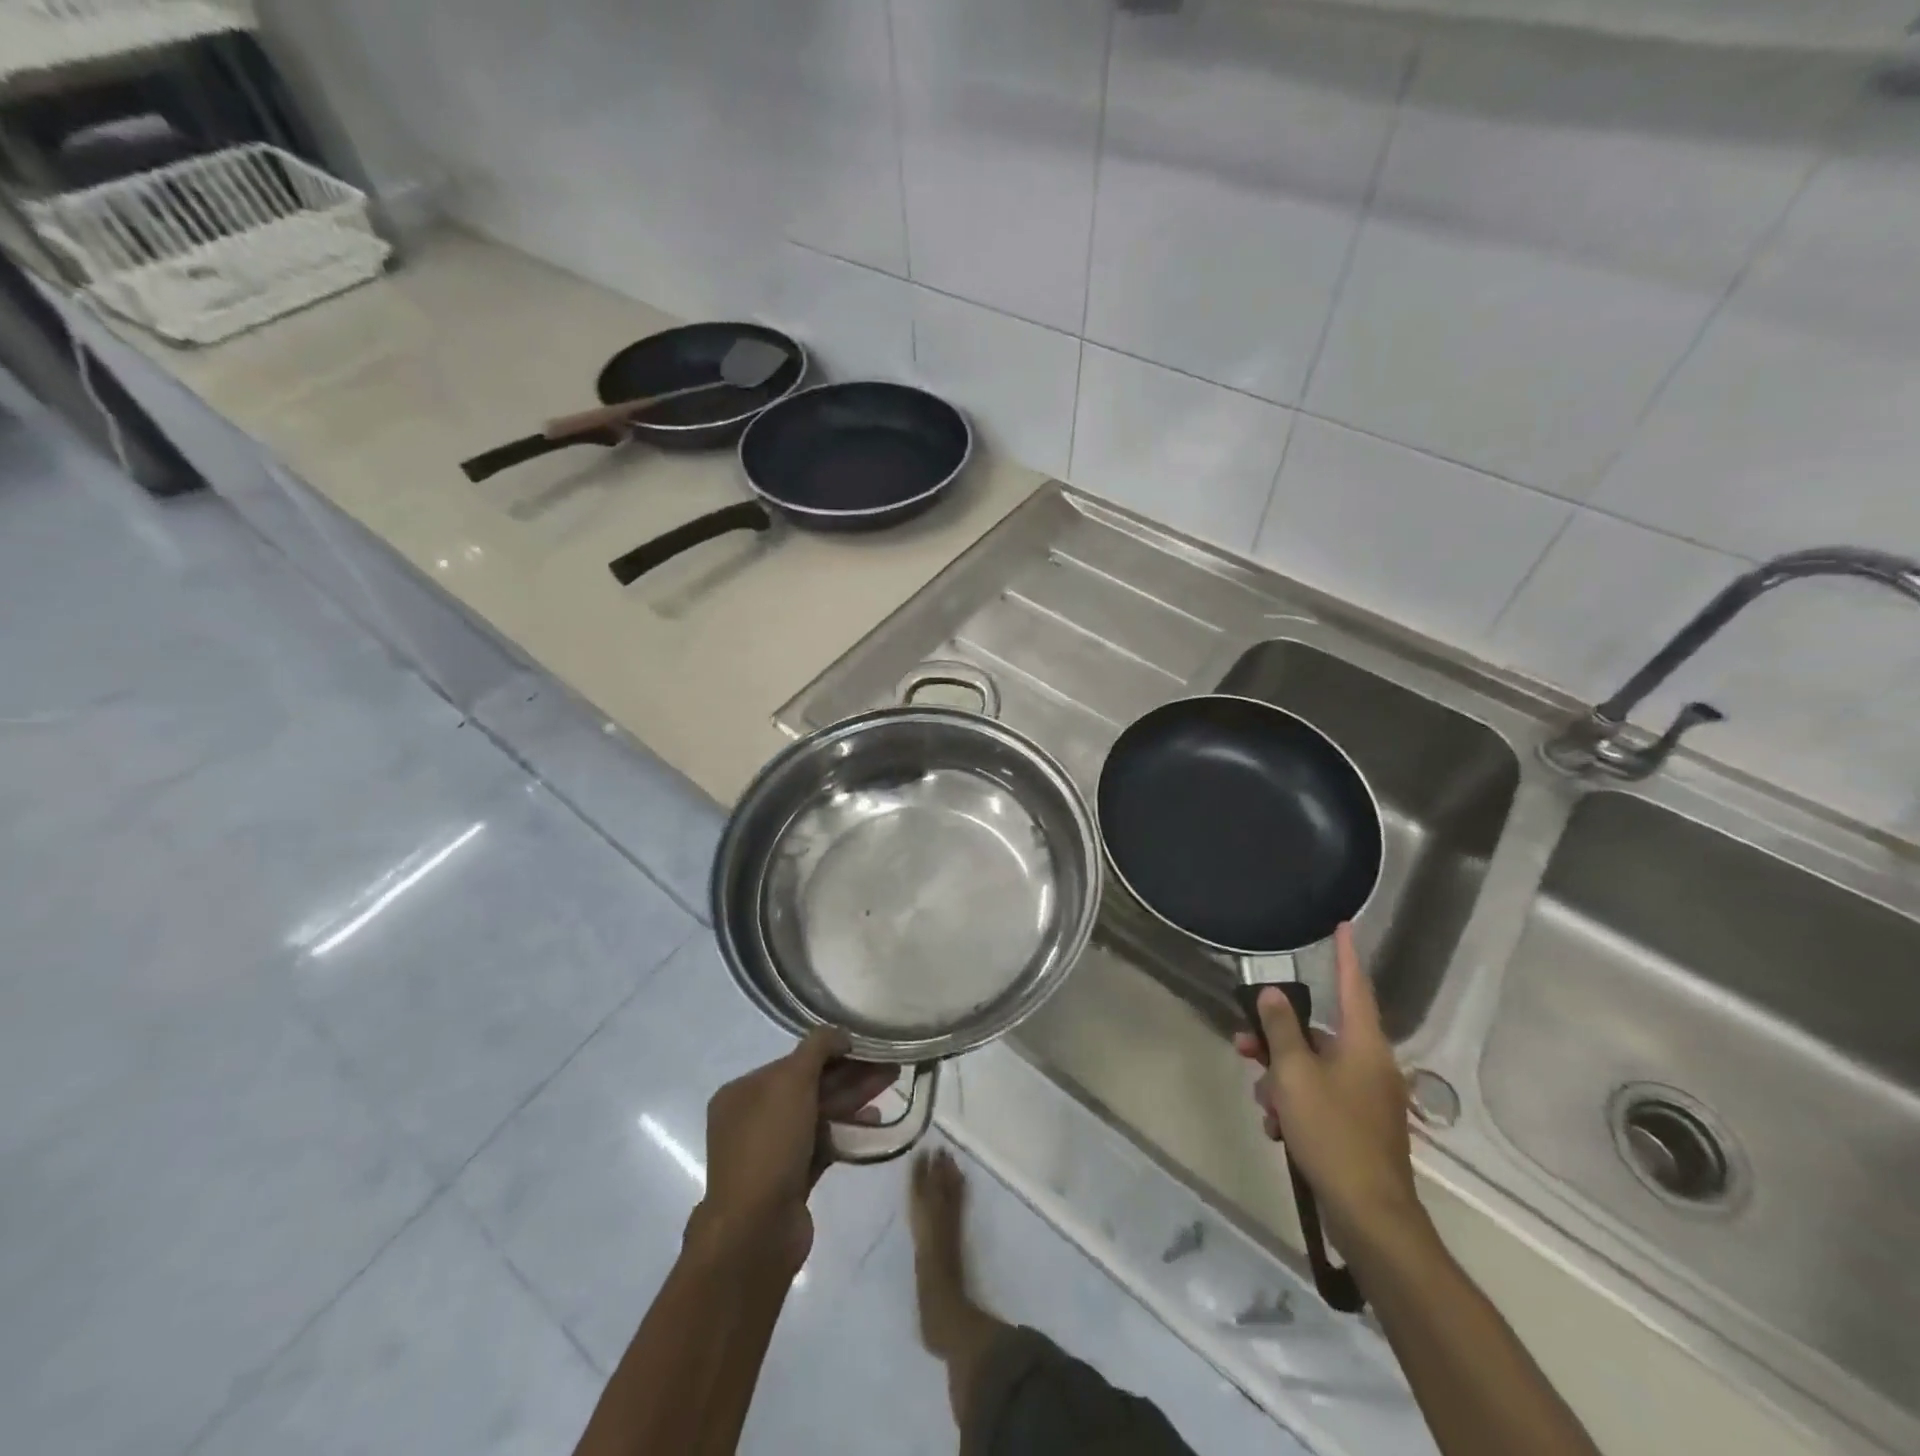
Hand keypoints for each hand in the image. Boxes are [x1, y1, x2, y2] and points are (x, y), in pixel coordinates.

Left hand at [694, 1029, 896, 1273]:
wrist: (756, 1231)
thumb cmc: (769, 1145)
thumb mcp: (791, 1081)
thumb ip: (817, 1048)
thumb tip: (840, 1033)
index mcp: (742, 1092)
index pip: (793, 1061)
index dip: (831, 1051)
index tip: (866, 1046)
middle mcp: (753, 1118)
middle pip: (809, 1086)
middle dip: (849, 1074)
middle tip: (889, 1064)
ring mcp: (772, 1151)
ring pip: (819, 1114)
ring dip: (853, 1098)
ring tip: (890, 1084)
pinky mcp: (791, 1178)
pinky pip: (823, 1143)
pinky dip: (847, 1129)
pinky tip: (875, 1121)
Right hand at [1233, 924, 1426, 1254]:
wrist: (1370, 1216)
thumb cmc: (1331, 1133)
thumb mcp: (1294, 1075)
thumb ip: (1281, 1029)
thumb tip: (1273, 993)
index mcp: (1364, 1045)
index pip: (1353, 986)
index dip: (1345, 955)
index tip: (1343, 926)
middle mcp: (1371, 1065)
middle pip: (1318, 1034)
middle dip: (1277, 1039)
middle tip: (1242, 1043)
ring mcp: (1368, 1098)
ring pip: (1313, 1069)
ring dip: (1281, 1079)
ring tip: (1262, 1105)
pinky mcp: (1360, 1127)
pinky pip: (1320, 1098)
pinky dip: (1296, 1105)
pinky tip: (1277, 1130)